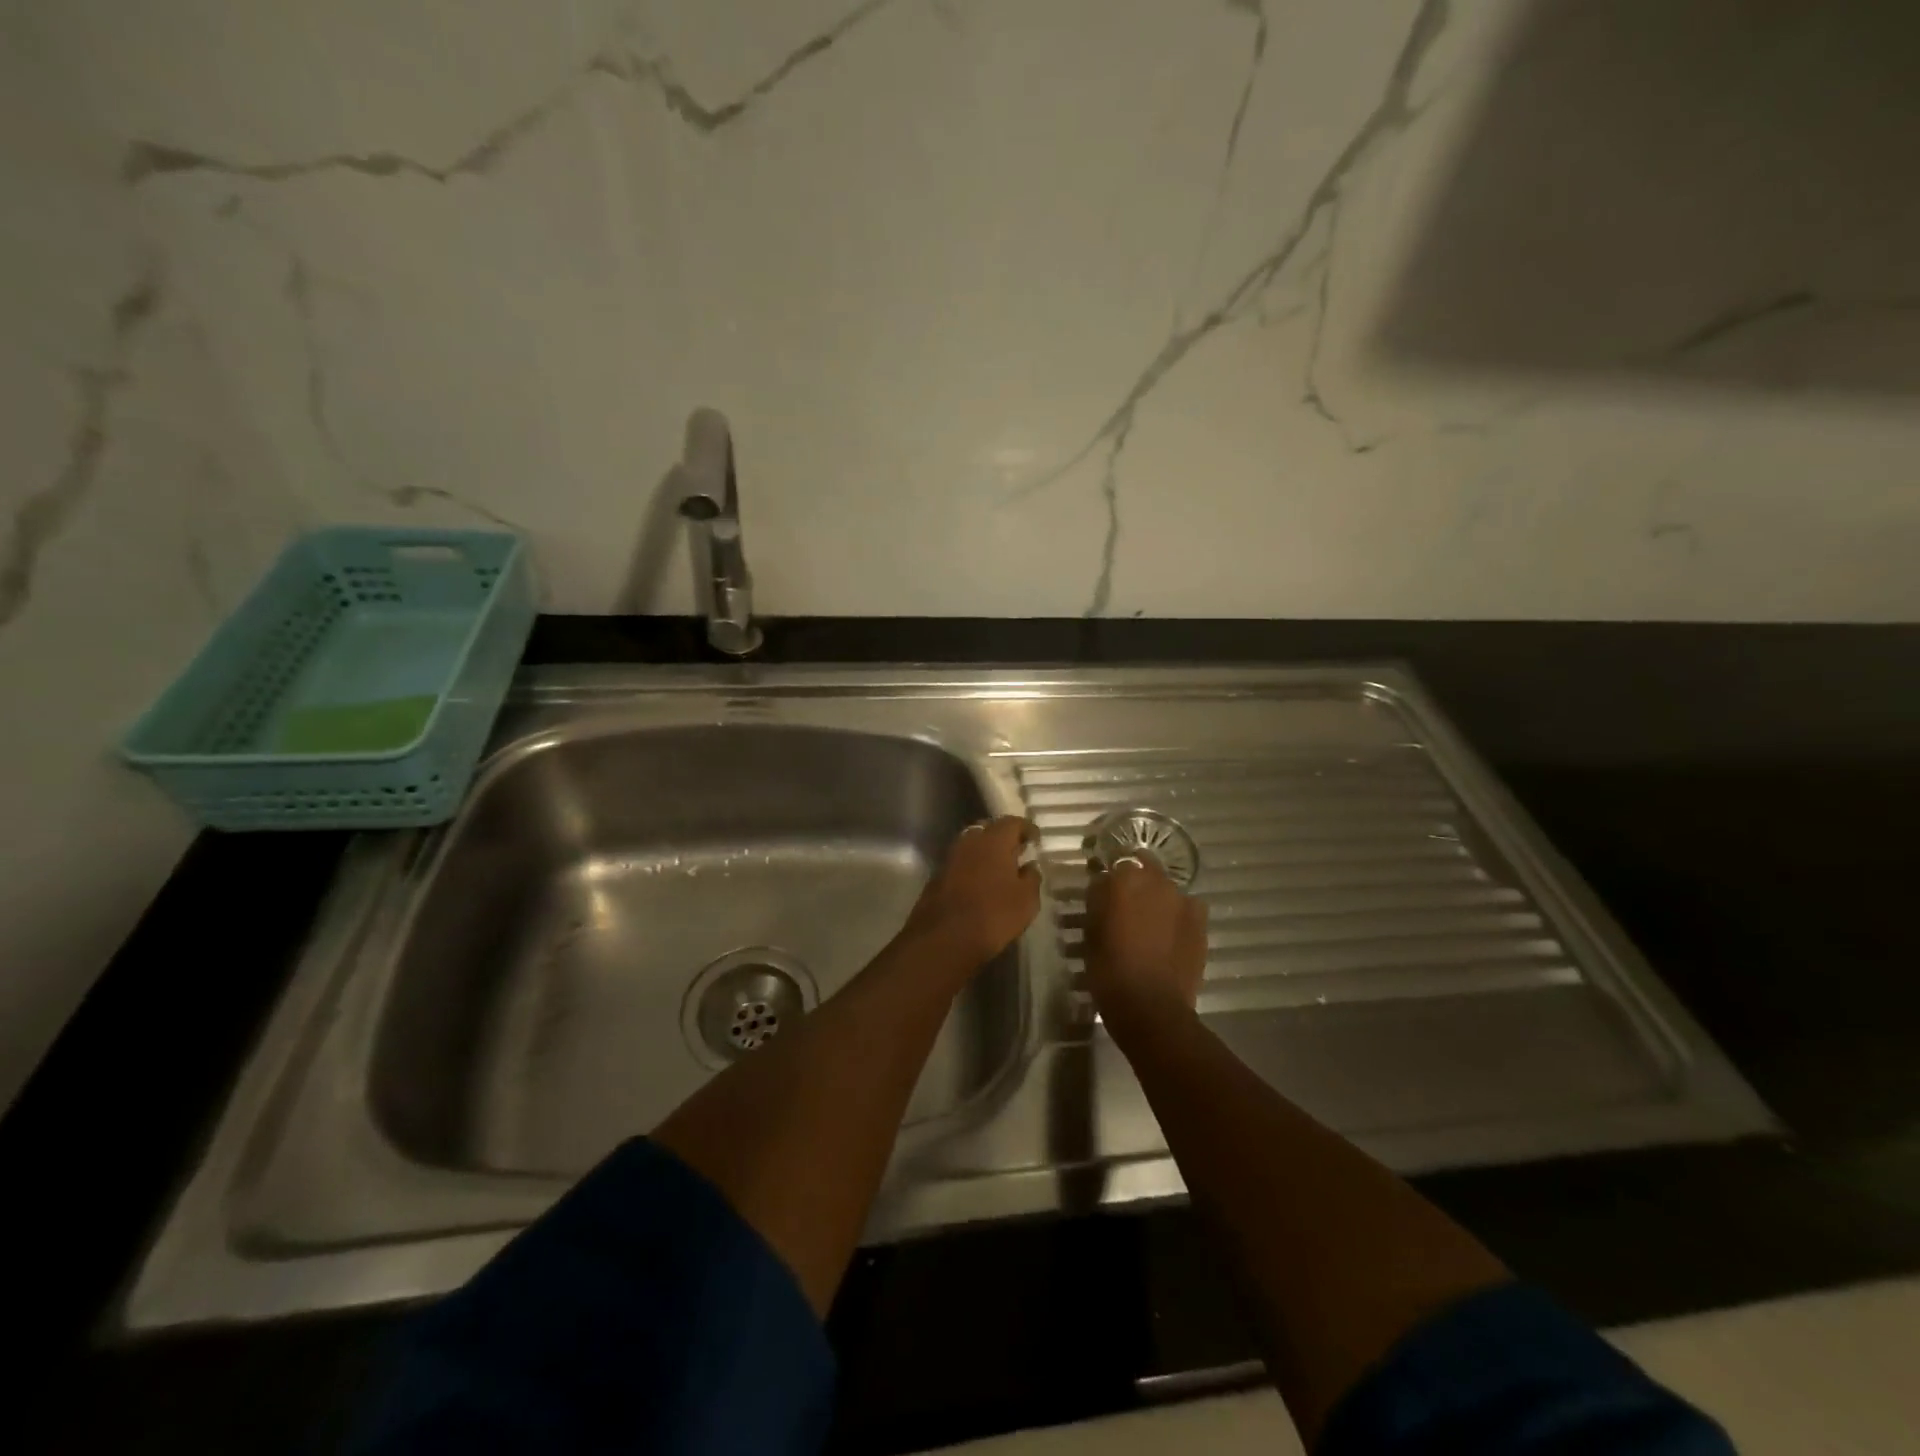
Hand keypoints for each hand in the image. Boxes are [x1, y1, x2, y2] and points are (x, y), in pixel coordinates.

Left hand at [902, 817, 1041, 969]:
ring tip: (1000, 869)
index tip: (1035, 840)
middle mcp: (969, 841)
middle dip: (1004, 838)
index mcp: (994, 839)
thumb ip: (1031, 878)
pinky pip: (960, 863)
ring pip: (972, 846)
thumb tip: (1030, 866)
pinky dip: (972, 867)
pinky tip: (981, 884)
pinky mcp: (937, 876)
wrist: (944, 938)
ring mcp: (950, 857)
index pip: (1013, 822)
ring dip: (986, 853)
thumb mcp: (1026, 900)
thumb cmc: (993, 914)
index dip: (1026, 829)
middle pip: (989, 829)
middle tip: (1017, 852)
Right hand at [1084, 857, 1208, 1024]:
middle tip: (1125, 902)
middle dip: (1135, 879)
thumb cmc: (1110, 970)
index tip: (1102, 889)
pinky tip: (1170, 933)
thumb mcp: (1091, 932)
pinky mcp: (1200, 921)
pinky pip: (1187, 907)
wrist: (1151, 1007)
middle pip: (1144, 867)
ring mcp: (1183, 900)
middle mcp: (1157, 881)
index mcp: (1124, 879)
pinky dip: (1177, 914)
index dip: (1108, 876)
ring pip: (1166, 888)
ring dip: (1157, 897)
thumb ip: (1098, 901)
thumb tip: (1103, 886)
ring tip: (1149, 920)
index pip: (1113, 862)